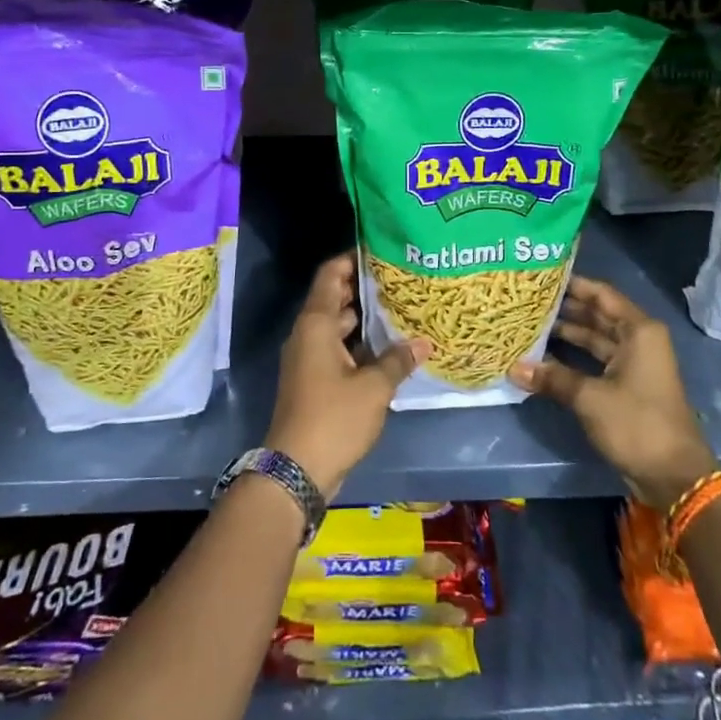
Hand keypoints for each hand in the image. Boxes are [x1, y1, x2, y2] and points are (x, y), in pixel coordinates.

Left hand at [266, 254, 427, 500]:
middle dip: (365, 288)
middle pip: (335, 299)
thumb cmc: (333, 418)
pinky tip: (390, 348)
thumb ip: (398, 360)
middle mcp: (308, 334)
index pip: (330, 275)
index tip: (379, 250)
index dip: (351, 259)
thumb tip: (424, 342)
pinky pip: (338, 350)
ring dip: (365, 319)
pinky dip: (360, 344)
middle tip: (401, 279)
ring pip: (338, 327)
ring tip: (402, 309)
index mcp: (316, 324)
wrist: (296, 469)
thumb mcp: (374, 388)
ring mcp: (309, 358)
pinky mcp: (314, 380)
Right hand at [509, 275, 716, 510]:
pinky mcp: (626, 386)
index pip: (601, 294)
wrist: (674, 477)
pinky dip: (573, 358)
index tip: (541, 277)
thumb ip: (552, 378)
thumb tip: (513, 368)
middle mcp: (638, 340)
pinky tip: (543, 357)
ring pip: (595, 339)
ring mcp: (633, 364)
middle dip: (565, 308)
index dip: (572, 284)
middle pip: (597, 314)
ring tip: (529, 324)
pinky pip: (595, 361)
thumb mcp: (590, 398)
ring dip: (567, 334)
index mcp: (639, 331)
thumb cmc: (637, 424)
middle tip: (528, 300)